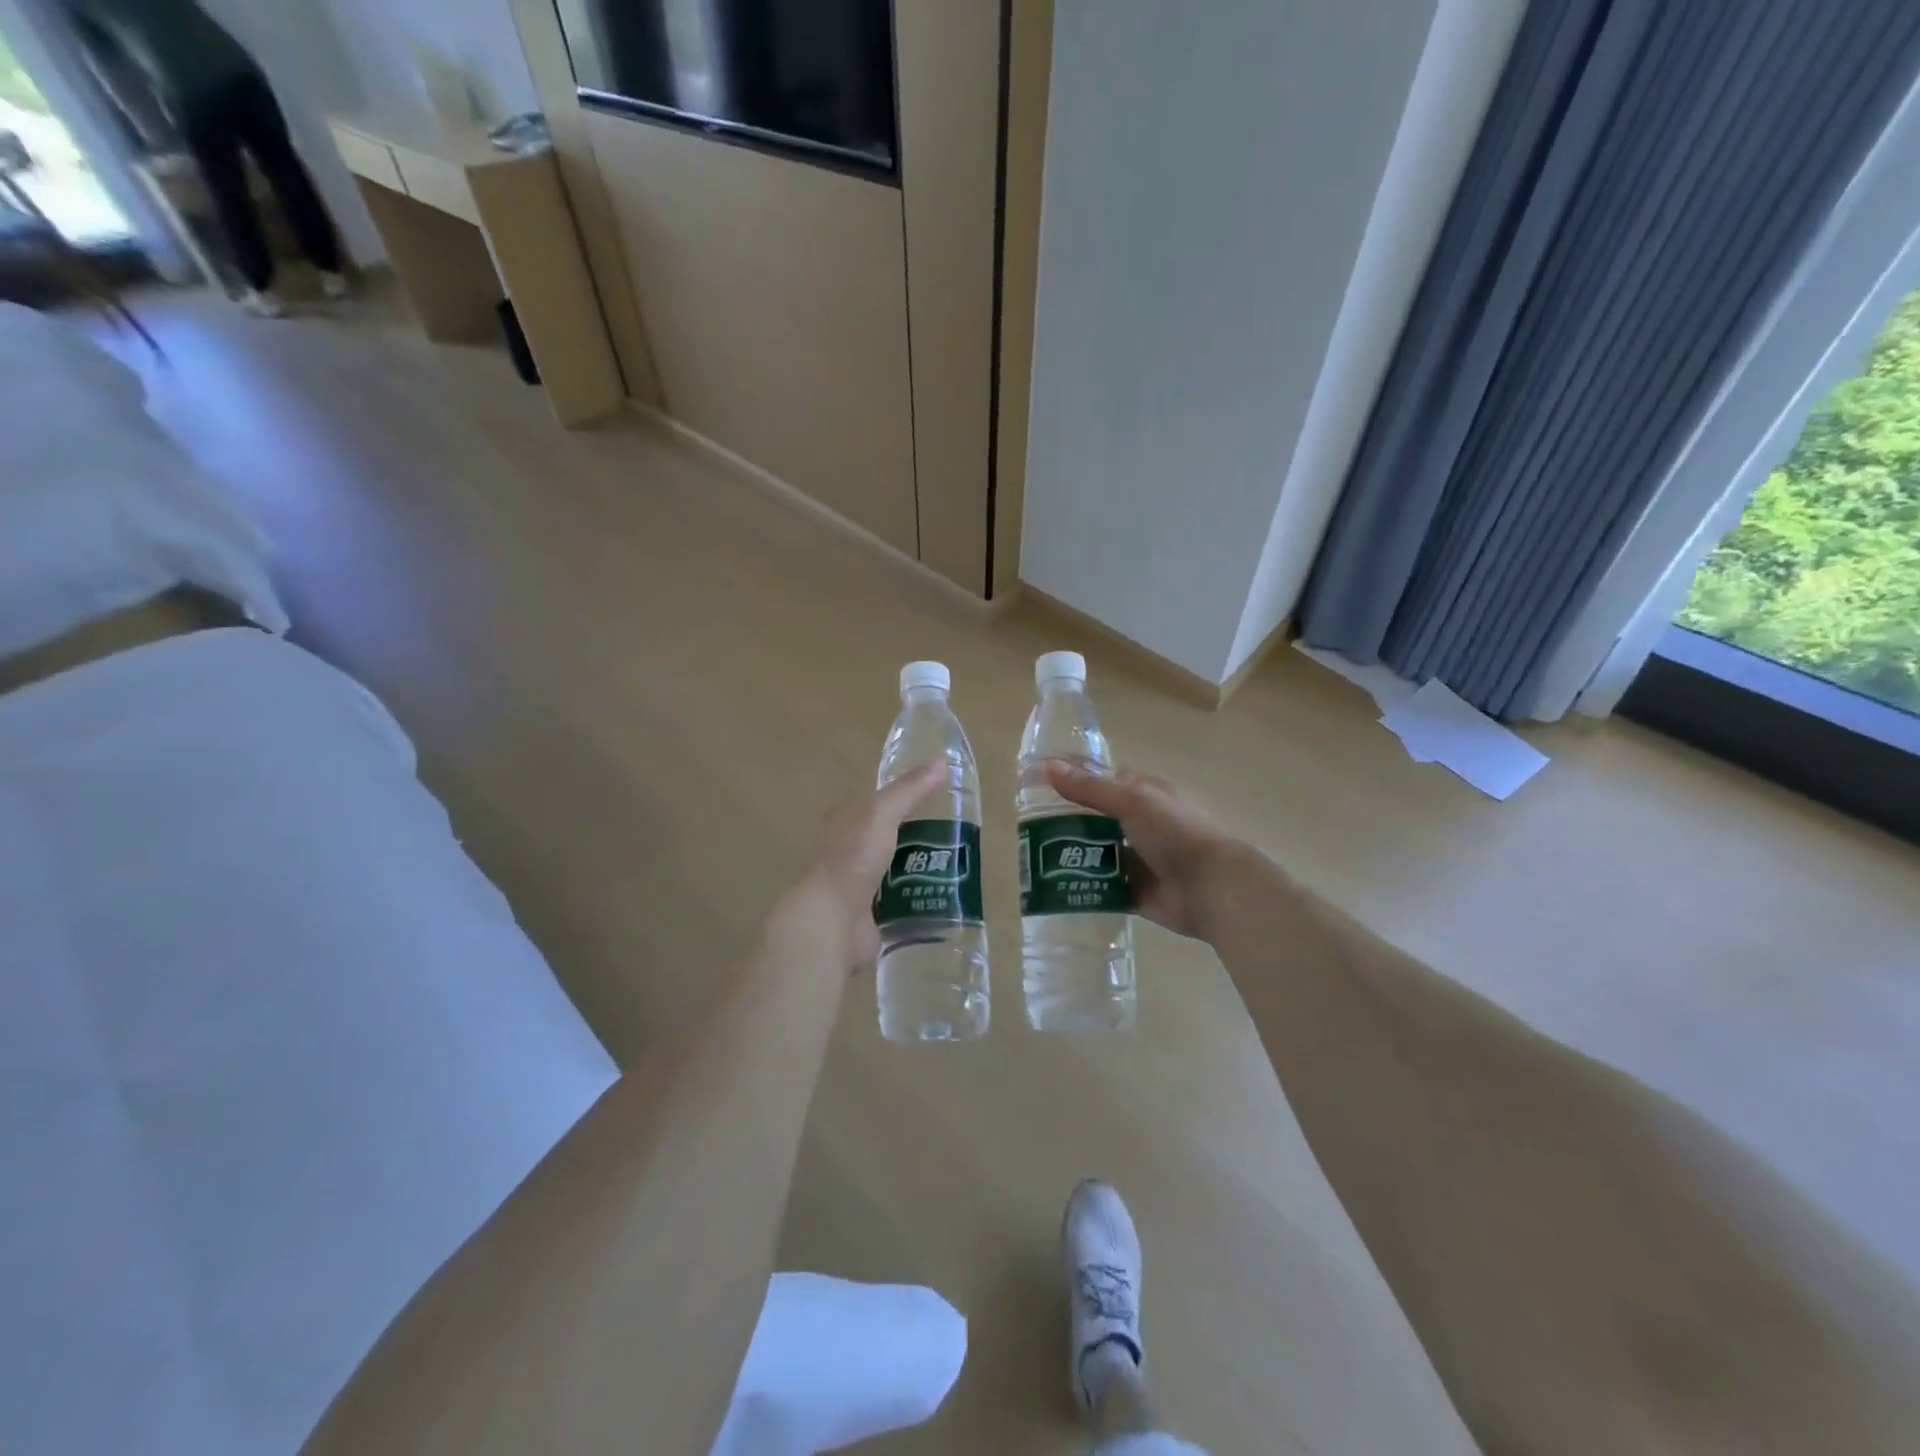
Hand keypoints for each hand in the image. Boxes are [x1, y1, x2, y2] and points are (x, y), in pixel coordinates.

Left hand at [764, 766, 943, 976]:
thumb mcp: (881, 814)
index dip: (900, 801)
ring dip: (919, 873)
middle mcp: (847, 855)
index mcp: (843, 826)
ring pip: (894, 874)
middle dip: (914, 840)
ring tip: (956, 870)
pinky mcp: (870, 919)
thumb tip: (942, 763)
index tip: (934, 800)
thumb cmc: (852, 859)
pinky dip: (917, 903)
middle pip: (886, 841)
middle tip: (954, 838)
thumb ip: (909, 791)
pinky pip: (899, 907)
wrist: (834, 920)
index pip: (873, 806)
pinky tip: (942, 901)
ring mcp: (858, 889)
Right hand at [1045, 764, 1249, 941]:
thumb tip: (1047, 766)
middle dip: (1063, 819)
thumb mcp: (1132, 801)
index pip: (1100, 779)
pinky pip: (1100, 884)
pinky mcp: (1132, 889)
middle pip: (1093, 816)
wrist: (1211, 889)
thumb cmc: (1175, 834)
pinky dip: (1080, 884)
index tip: (1034, 783)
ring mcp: (1135, 857)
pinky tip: (1052, 885)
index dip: (1071, 778)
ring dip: (1069, 852)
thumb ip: (1090, 787)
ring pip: (1093, 850)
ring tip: (1030, 855)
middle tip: (1023, 825)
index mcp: (1142, 793)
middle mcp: (1137, 823)